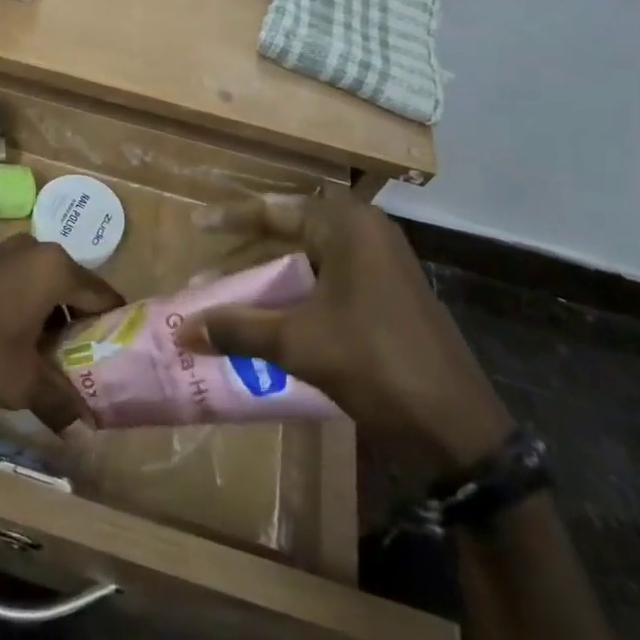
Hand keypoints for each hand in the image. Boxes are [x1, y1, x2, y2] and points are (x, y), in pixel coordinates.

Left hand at [0, 235, 122, 419]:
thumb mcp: (21, 382)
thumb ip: (59, 401)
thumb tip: (85, 431)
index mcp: (56, 268)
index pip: (103, 296)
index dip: (114, 328)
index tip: (120, 358)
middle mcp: (35, 248)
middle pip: (72, 289)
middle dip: (79, 327)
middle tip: (85, 367)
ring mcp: (4, 250)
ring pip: (42, 286)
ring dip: (49, 319)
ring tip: (49, 361)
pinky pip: (17, 283)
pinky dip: (23, 309)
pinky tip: (13, 342)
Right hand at [179, 192, 511, 472]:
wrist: (457, 430)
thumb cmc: (375, 363)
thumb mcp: (298, 343)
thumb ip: (237, 329)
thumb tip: (181, 331)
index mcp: (348, 227)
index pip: (276, 209)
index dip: (232, 218)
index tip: (196, 225)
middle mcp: (365, 235)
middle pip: (290, 232)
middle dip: (246, 254)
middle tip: (208, 269)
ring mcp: (380, 267)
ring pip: (308, 260)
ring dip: (268, 279)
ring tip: (228, 298)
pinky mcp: (386, 298)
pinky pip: (326, 283)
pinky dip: (293, 295)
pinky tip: (267, 319)